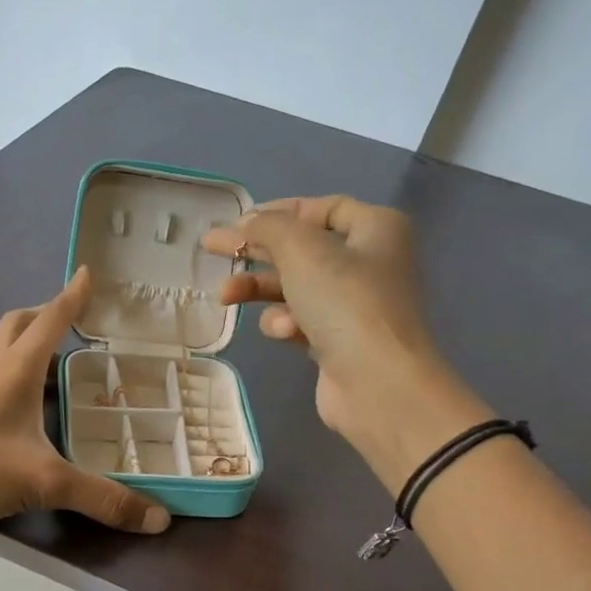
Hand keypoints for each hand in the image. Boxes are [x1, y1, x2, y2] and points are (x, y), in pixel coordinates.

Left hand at [0, 267, 171, 532]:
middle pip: (14, 324)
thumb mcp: (46, 484)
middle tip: (61, 323)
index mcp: (15, 369)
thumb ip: (102, 499)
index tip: (86, 273)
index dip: (71, 297)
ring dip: (8, 344)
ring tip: (26, 363)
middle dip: (40, 316)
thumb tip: (159, 520)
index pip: (51, 320)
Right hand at [201, 196, 487, 489]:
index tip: (238, 221)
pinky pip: (300, 321)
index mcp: (375, 229)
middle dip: (256, 252)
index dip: (279, 211)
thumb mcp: (302, 251)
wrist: (377, 383)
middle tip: (212, 249)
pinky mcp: (338, 342)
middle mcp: (369, 263)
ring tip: (226, 296)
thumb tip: (246, 223)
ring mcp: (354, 306)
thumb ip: (268, 227)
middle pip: (301, 249)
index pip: (321, 208)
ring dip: (260, 291)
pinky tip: (283, 332)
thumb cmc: (346, 303)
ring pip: (294, 288)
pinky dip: (285, 323)